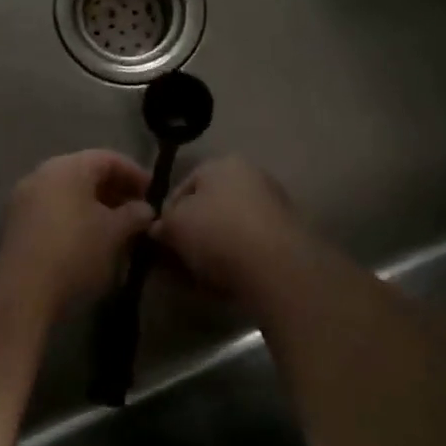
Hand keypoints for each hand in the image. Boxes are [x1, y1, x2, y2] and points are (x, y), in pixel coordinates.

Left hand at [0, 151, 153, 322]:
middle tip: (137, 210)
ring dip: (95, 203)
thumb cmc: (76, 251)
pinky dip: (75, 214)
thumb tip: (145, 209)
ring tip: (117, 226)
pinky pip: (54, 206)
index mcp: (68, 166)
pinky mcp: (17, 220)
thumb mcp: (114, 233)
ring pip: (69, 190)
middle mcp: (44, 172)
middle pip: (86, 172)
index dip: (135, 173)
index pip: (109, 158)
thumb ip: (134, 214)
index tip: (154, 194)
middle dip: (115, 189)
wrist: (24, 290)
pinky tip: (90, 237)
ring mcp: (26, 195)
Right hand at [152, 157, 314, 310]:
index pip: (184, 186)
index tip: (159, 240)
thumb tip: (158, 229)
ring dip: (212, 249)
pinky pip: (249, 247)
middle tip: (176, 260)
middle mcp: (251, 176)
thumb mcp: (174, 225)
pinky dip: (235, 260)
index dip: (167, 214)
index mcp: (223, 163)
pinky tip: (223, 282)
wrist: (276, 268)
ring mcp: (273, 206)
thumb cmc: (217, 233)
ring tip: (197, 276)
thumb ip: (162, 223)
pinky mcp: (287, 237)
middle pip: (209, 207)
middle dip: (191, 233)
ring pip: (229, 228)